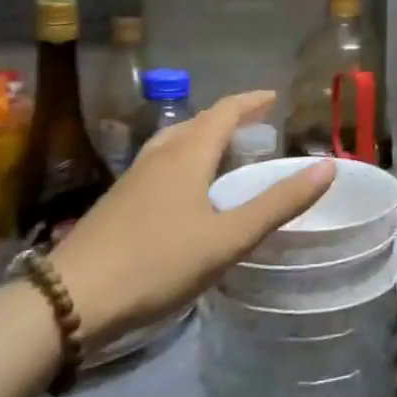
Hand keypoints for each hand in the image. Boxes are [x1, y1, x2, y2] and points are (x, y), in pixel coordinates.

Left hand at [48, 90, 334, 343]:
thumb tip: (327, 167)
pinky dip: (183, 160)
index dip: (250, 101)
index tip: (273, 96)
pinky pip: (159, 164)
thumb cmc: (157, 263)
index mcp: (187, 155)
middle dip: (227, 118)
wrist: (69, 300)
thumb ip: (278, 204)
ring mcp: (133, 178)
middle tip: (254, 124)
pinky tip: (183, 190)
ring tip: (221, 150)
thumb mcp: (228, 238)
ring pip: (173, 143)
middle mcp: (159, 156)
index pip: (224, 112)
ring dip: (201, 137)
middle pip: (196, 123)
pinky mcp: (117, 202)